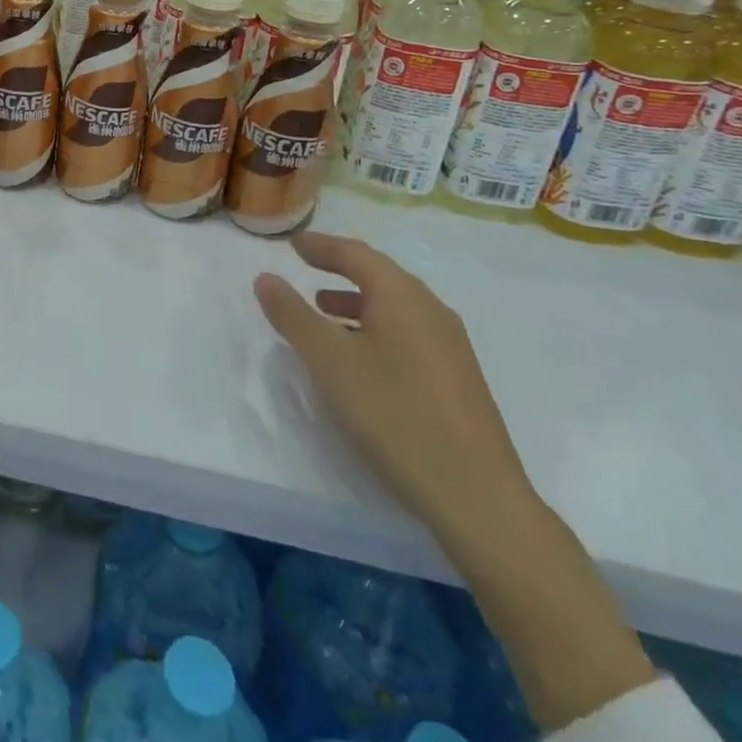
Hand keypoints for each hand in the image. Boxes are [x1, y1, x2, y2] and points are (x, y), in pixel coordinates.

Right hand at [253, 231, 537, 554]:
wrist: (476, 496)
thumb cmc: (394, 415)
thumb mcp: (330, 362)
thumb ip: (293, 316)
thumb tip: (265, 277)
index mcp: (403, 297)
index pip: (357, 255)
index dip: (322, 246)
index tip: (294, 244)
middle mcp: (432, 311)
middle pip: (381, 276)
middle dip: (341, 268)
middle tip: (307, 267)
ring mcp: (450, 346)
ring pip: (396, 307)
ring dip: (357, 301)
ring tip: (324, 311)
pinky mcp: (457, 379)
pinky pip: (409, 333)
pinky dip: (376, 327)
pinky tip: (361, 357)